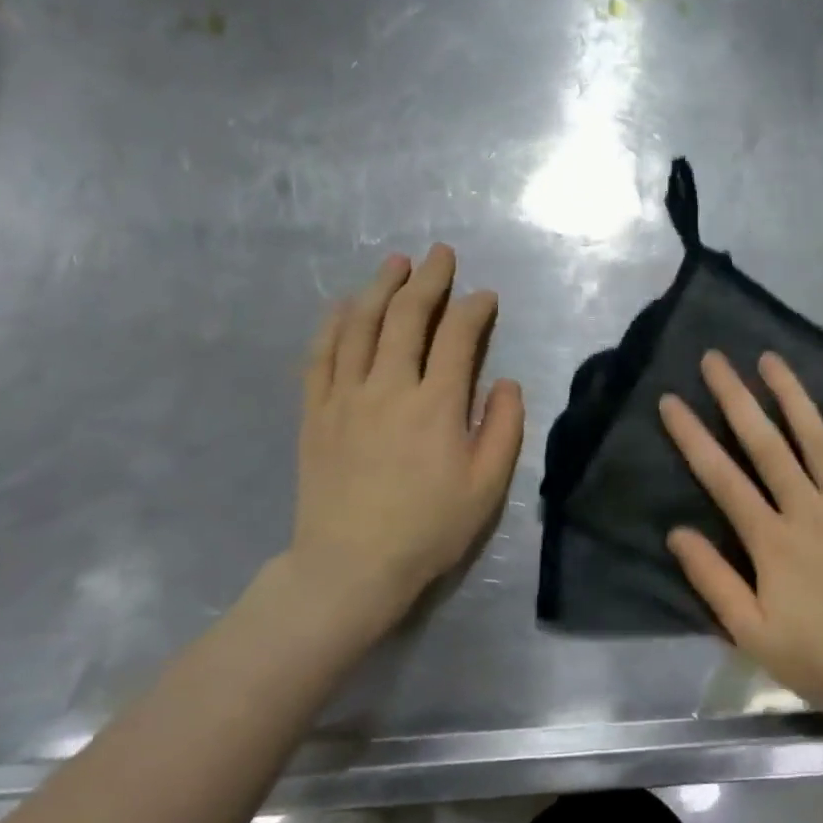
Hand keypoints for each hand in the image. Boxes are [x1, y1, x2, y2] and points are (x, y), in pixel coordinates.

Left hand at [284, 244, 523, 634]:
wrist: (350, 568)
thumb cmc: (428, 528)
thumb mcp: (487, 486)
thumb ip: (504, 427)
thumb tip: (506, 381)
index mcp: (436, 405)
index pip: (458, 336)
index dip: (474, 308)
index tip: (485, 297)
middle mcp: (389, 387)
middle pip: (407, 316)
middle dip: (428, 279)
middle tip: (440, 255)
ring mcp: (345, 396)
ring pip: (361, 325)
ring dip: (380, 287)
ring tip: (395, 263)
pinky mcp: (316, 412)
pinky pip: (321, 355)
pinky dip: (334, 323)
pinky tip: (344, 305)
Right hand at [659, 351, 822, 729]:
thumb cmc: (819, 658)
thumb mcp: (752, 634)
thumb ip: (714, 581)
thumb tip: (677, 532)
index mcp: (772, 540)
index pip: (723, 478)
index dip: (693, 437)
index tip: (671, 400)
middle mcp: (809, 510)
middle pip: (767, 445)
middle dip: (737, 398)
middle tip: (716, 359)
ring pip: (818, 440)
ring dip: (793, 396)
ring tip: (771, 358)